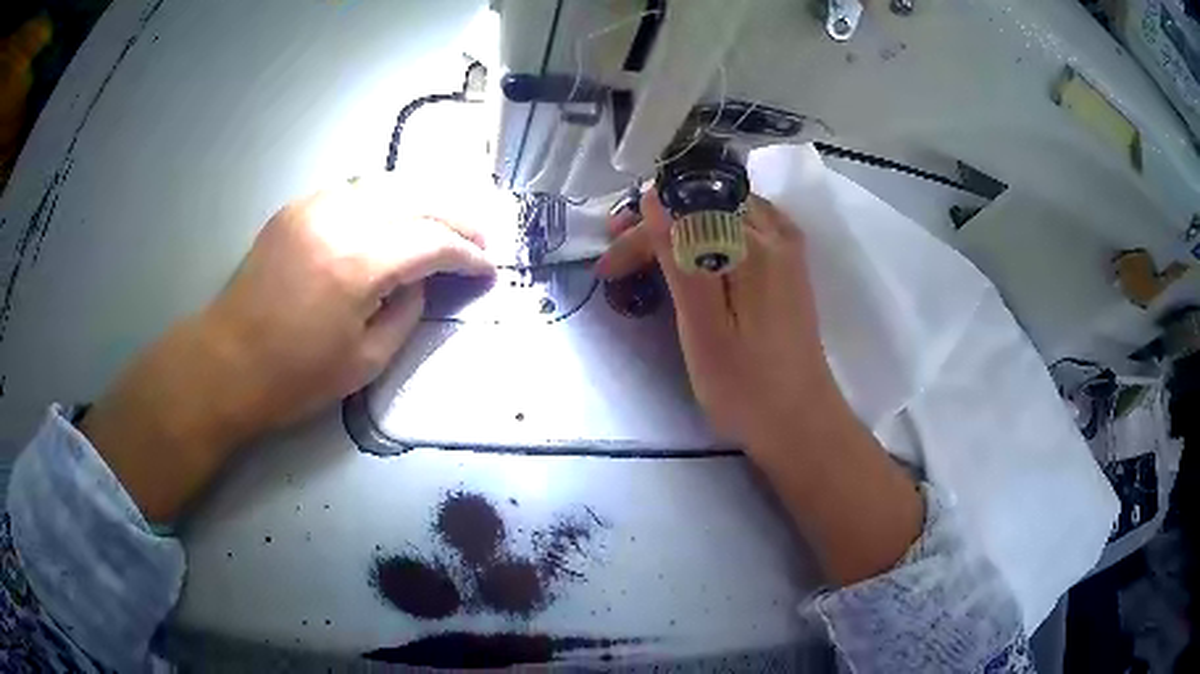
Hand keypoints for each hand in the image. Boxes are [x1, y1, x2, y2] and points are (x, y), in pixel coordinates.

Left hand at [82, 175, 492, 521]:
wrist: (226, 362)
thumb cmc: (293, 378)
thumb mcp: (365, 363)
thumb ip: (406, 313)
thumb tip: (421, 280)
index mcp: (356, 265)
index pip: (431, 241)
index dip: (467, 254)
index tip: (488, 268)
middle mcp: (338, 219)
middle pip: (415, 197)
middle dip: (456, 214)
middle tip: (481, 235)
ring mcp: (313, 206)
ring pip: (386, 184)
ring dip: (424, 199)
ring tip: (447, 220)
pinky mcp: (296, 208)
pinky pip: (354, 190)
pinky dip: (386, 199)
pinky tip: (396, 216)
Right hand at [597, 191, 836, 453]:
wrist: (801, 423)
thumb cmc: (746, 388)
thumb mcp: (702, 328)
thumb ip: (680, 259)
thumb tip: (654, 198)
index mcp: (753, 247)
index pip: (684, 212)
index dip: (639, 233)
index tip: (608, 268)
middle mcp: (776, 235)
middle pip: (706, 203)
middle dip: (658, 222)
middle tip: (621, 256)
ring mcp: (789, 250)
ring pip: (727, 211)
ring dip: (685, 223)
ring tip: (651, 250)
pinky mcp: (791, 268)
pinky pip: (750, 225)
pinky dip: (716, 230)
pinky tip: (702, 251)